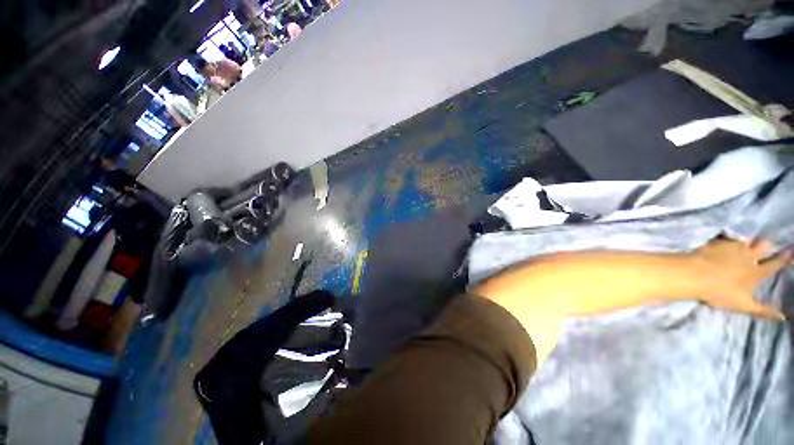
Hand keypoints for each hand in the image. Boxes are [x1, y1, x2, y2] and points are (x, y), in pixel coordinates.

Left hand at [689, 238, 790, 319]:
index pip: (776, 264)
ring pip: (747, 239)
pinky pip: (727, 236)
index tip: (793, 249)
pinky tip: (726, 238)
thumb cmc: (719, 292)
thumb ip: (763, 310)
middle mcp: (749, 256)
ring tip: (747, 242)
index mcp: (757, 272)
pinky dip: (729, 237)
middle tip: (766, 244)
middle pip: (764, 245)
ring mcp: (733, 247)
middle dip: (766, 244)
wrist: (693, 274)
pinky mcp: (717, 242)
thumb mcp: (743, 305)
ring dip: (748, 241)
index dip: (786, 257)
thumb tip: (784, 317)